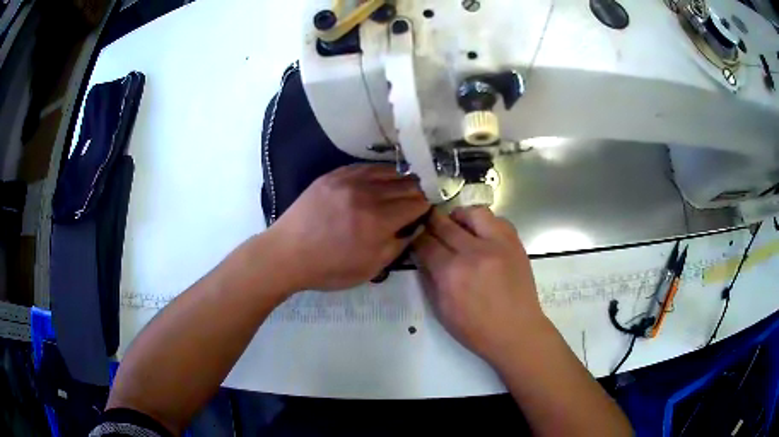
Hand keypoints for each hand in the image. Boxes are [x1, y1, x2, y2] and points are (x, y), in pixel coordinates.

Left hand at [270, 164, 429, 291]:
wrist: (287, 253)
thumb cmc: (329, 268)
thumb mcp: (370, 268)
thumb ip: (398, 245)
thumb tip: (416, 226)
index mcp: (378, 221)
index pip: (417, 203)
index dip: (427, 206)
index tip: (427, 211)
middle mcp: (367, 194)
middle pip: (406, 185)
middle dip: (418, 192)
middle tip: (419, 200)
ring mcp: (349, 180)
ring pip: (389, 172)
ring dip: (402, 180)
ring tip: (404, 188)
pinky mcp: (334, 174)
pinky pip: (366, 167)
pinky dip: (380, 172)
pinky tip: (383, 178)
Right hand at [413, 206, 547, 365]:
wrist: (517, 331)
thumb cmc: (476, 329)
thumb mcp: (441, 310)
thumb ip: (428, 278)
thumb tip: (422, 255)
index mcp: (451, 273)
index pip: (425, 243)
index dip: (416, 238)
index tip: (414, 237)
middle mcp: (473, 252)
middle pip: (444, 224)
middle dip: (431, 222)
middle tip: (428, 225)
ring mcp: (497, 244)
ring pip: (473, 212)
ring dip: (460, 217)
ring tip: (458, 227)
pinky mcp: (515, 243)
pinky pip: (497, 220)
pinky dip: (485, 223)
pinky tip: (482, 235)